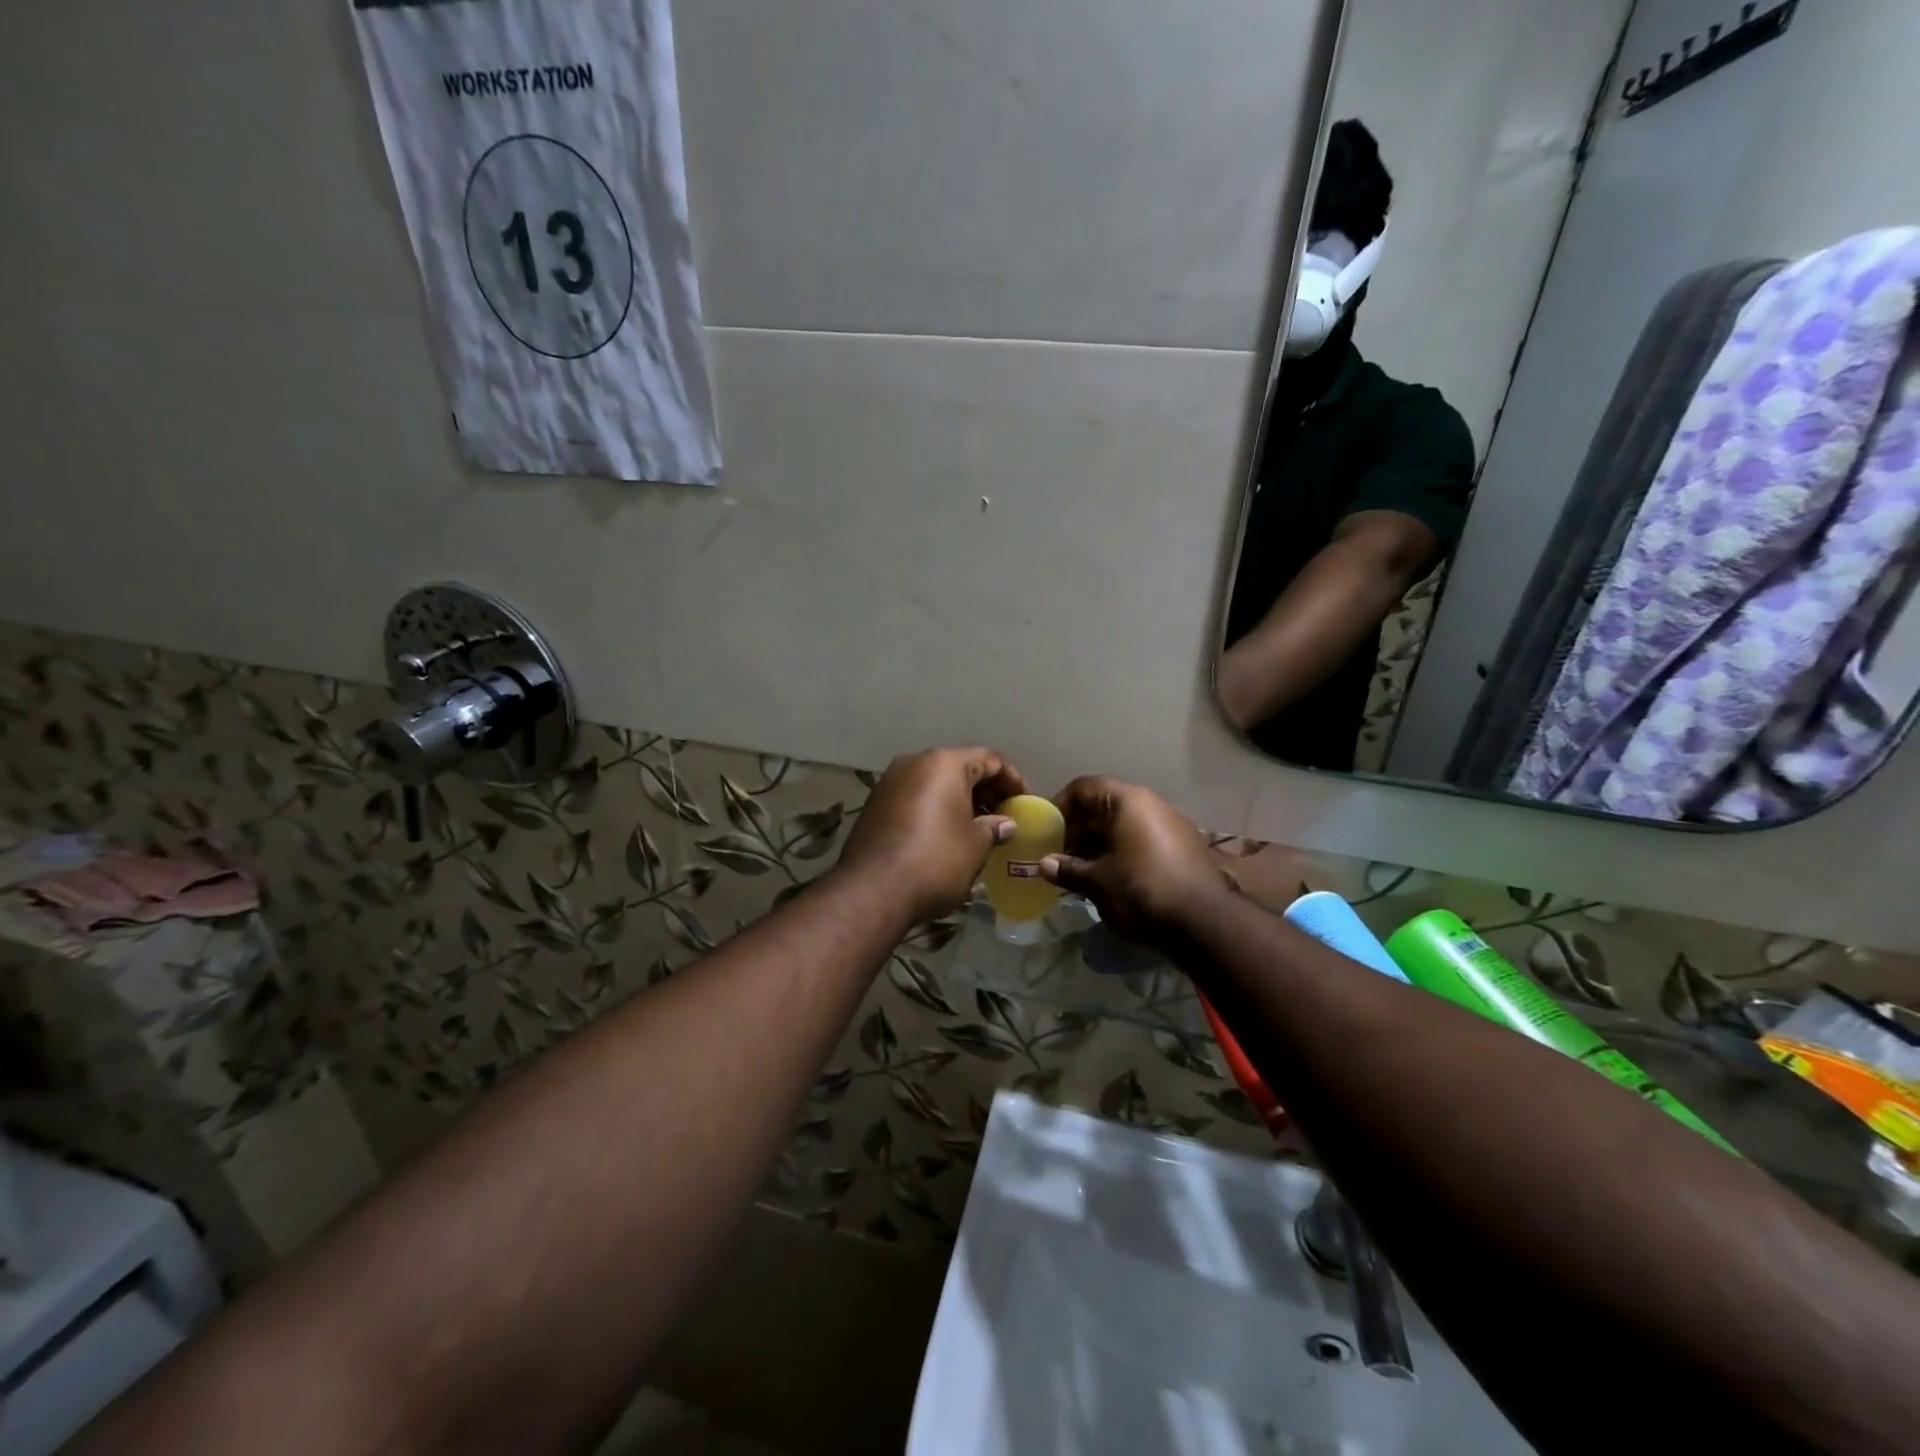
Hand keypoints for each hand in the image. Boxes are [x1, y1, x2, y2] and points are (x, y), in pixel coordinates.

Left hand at [837, 747, 1026, 924]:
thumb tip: (1005, 824)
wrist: (872, 891)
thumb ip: (993, 827)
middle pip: (959, 767)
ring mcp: (889, 783)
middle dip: (984, 789)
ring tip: (978, 827)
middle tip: (1004, 814)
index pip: (988, 758)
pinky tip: (947, 835)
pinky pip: (915, 798)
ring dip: (959, 800)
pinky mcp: (875, 806)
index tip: (1025, 802)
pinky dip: (935, 809)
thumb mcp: (975, 845)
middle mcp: (914, 763)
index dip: (1011, 779)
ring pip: (934, 783)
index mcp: (944, 763)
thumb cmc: (936, 860)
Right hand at [1040, 776, 1230, 948]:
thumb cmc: (1142, 892)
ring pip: (1125, 825)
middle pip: (1104, 805)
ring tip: (1081, 871)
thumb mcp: (1098, 883)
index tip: (1045, 832)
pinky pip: (1143, 841)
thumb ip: (1068, 869)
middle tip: (1059, 856)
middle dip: (1079, 829)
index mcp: (1128, 801)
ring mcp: (1172, 825)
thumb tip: (1044, 865)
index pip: (1084, 788)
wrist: (1206, 924)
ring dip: (1100, 844)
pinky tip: (1111, 880)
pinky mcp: (1184, 849)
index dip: (1060, 806)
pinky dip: (1122, 853)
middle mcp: (1151, 804)